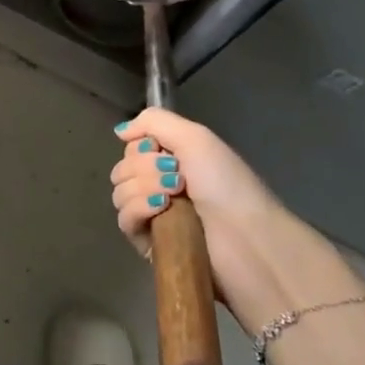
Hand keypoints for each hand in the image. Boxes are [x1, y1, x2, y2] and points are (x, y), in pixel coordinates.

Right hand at [111, 109, 364, 330]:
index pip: (132, 148)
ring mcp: (154, 216)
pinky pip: (124, 219)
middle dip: (144, 167)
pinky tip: (161, 209)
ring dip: (144, 188)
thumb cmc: (225, 184)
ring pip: (120, 192)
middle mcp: (161, 185)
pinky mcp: (148, 243)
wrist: (245, 237)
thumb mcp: (195, 137)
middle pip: (123, 168)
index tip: (160, 150)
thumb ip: (153, 121)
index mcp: (174, 161)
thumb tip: (120, 132)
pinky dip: (138, 209)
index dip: (140, 146)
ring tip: (172, 196)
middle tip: (177, 177)